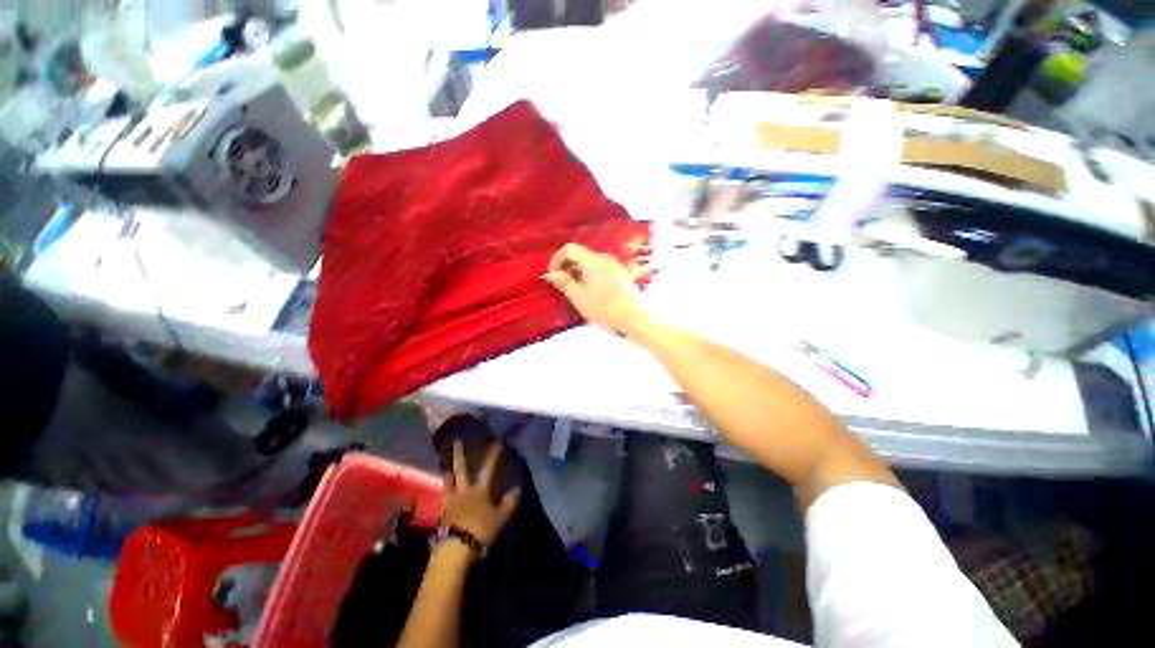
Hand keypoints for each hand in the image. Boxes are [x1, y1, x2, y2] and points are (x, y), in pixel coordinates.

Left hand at [442, 440, 520, 548]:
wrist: (455, 548)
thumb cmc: (480, 530)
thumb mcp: (500, 517)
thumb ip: (509, 502)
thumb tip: (518, 488)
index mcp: (480, 490)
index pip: (488, 468)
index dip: (493, 455)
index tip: (496, 441)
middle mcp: (464, 490)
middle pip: (461, 469)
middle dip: (460, 454)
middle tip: (457, 440)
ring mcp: (451, 499)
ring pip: (449, 480)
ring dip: (448, 468)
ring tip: (444, 459)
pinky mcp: (442, 511)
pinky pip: (443, 494)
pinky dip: (444, 487)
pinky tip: (443, 485)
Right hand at [543, 243, 650, 337]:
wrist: (635, 319)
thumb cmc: (605, 309)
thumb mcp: (579, 298)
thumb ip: (564, 283)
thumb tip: (551, 274)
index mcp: (593, 260)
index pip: (569, 249)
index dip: (557, 260)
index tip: (553, 276)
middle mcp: (605, 258)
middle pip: (581, 254)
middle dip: (567, 267)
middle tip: (562, 286)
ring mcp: (616, 266)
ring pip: (591, 263)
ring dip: (579, 273)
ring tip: (576, 292)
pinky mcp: (622, 275)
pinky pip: (601, 270)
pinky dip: (591, 276)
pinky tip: (591, 293)